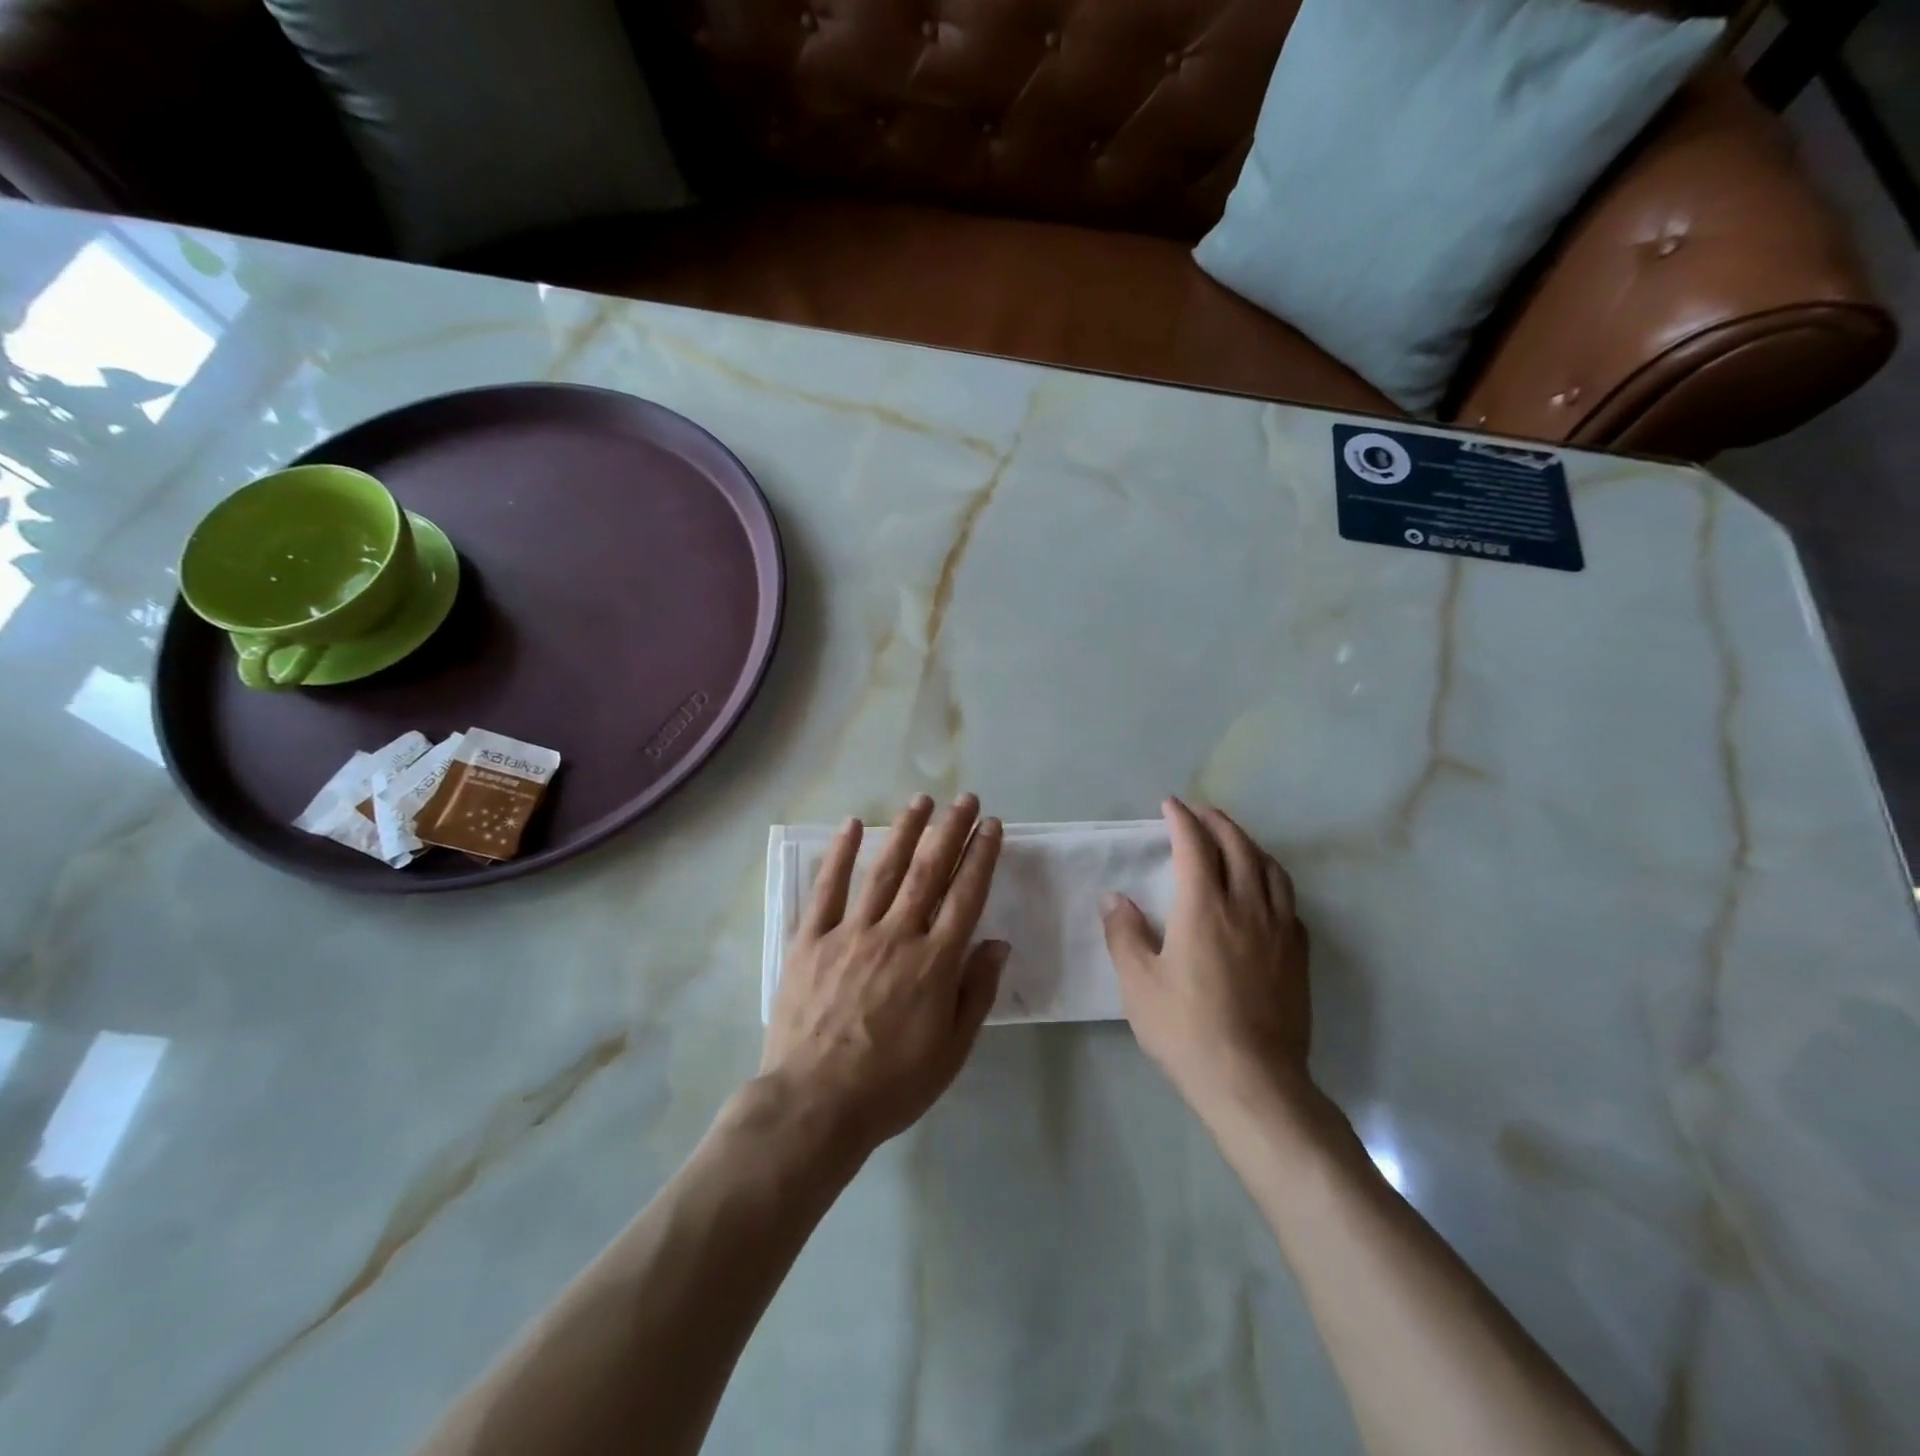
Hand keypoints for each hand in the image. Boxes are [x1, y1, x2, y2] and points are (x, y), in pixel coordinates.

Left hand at [761, 793, 1006, 1159]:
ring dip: (905, 831)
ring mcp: (851, 934)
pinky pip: (827, 889)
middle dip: (950, 831)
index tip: (991, 827)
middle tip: (965, 799)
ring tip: (921, 801)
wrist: (814, 1105)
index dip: (981, 857)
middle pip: (929, 872)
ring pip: (884, 870)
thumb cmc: (891, 1085)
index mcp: (934, 963)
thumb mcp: (951, 1051)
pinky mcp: (811, 941)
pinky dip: (839, 854)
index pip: (965, 896)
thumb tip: (997, 943)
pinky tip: (853, 824)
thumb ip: (976, 992)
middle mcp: (896, 936)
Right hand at [1101, 798, 1310, 1111]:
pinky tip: (1264, 892)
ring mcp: (1279, 930)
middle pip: (1238, 847)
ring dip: (1250, 844)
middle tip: (1200, 812)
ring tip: (1235, 840)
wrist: (1253, 1081)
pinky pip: (1289, 901)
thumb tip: (1114, 898)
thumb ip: (1125, 934)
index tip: (1170, 805)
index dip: (1182, 819)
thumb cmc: (1186, 1030)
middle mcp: (1246, 907)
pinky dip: (1272, 880)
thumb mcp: (1139, 984)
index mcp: (1204, 908)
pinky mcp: (1298, 955)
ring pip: (1271, 869)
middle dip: (1218, 822)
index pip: (1195, 846)